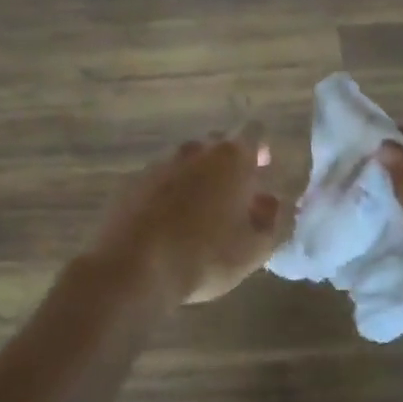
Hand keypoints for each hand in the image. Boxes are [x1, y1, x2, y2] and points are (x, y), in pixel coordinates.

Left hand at [87, 126, 284, 304]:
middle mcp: (194, 151)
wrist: (133, 268)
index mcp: (231, 159)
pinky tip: (167, 221)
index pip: (253, 133)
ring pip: (186, 162)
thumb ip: (271, 220)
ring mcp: (158, 164)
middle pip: (217, 144)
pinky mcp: (131, 183)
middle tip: (234, 194)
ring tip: (200, 212)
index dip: (259, 149)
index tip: (262, 169)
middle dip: (228, 163)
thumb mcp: (254, 249)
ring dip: (196, 178)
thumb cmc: (205, 257)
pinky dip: (167, 193)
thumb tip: (270, 201)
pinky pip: (158, 180)